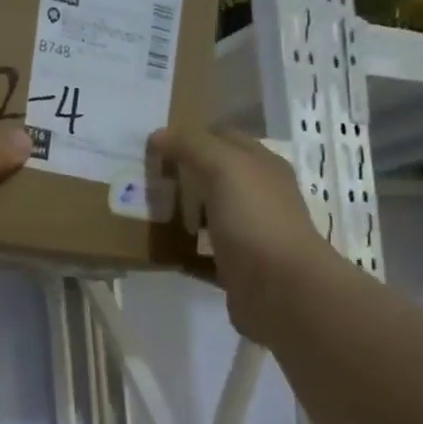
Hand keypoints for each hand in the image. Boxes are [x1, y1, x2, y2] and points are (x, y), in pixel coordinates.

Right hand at [149, 126, 326, 337]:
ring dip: (182, 212)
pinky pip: (203, 254)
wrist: (281, 289)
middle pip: (216, 177)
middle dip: (183, 174)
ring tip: (144, 209)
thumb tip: (159, 133)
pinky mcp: (235, 268)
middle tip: (142, 175)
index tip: (154, 142)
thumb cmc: (256, 220)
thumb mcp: (225, 168)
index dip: (193, 135)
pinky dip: (183, 251)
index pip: (225, 138)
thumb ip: (193, 147)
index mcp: (262, 167)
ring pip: (209, 215)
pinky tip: (158, 250)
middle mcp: (259, 197)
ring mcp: (248, 234)